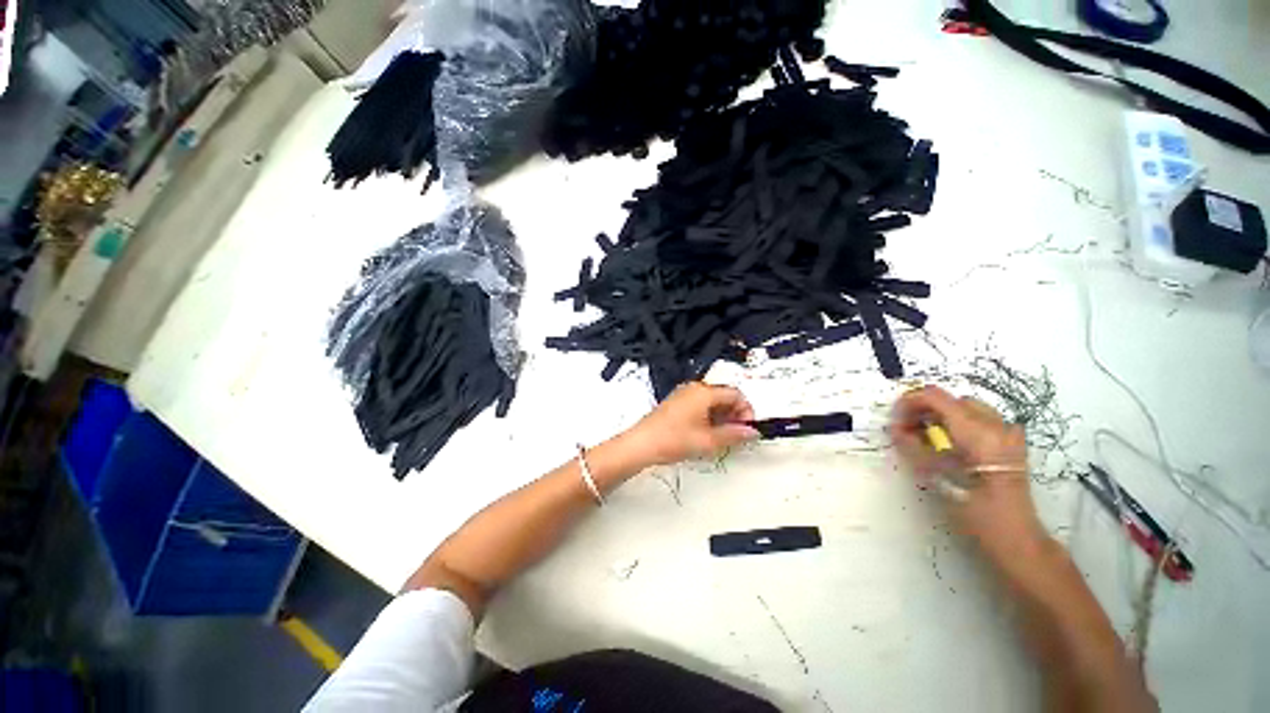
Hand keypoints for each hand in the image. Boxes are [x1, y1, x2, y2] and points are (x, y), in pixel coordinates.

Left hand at [620, 382, 759, 468]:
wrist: (642, 444)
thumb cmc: (674, 439)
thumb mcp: (708, 441)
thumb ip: (734, 434)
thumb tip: (752, 432)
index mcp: (704, 392)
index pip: (735, 394)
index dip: (746, 411)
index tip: (747, 429)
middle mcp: (694, 388)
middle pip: (724, 395)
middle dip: (734, 414)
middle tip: (736, 435)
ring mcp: (684, 394)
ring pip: (712, 401)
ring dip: (722, 416)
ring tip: (721, 437)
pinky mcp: (677, 402)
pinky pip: (700, 404)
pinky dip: (709, 416)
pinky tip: (707, 433)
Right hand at [891, 386, 1046, 560]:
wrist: (1015, 537)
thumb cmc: (973, 510)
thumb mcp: (935, 477)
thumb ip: (912, 446)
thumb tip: (895, 428)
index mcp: (976, 430)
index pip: (935, 396)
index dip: (909, 402)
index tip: (895, 420)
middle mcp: (995, 424)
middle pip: (950, 400)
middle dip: (924, 410)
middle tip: (908, 431)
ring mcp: (1009, 432)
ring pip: (966, 408)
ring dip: (942, 416)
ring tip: (928, 438)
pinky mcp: (1013, 443)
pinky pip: (982, 420)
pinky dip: (961, 424)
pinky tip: (954, 445)